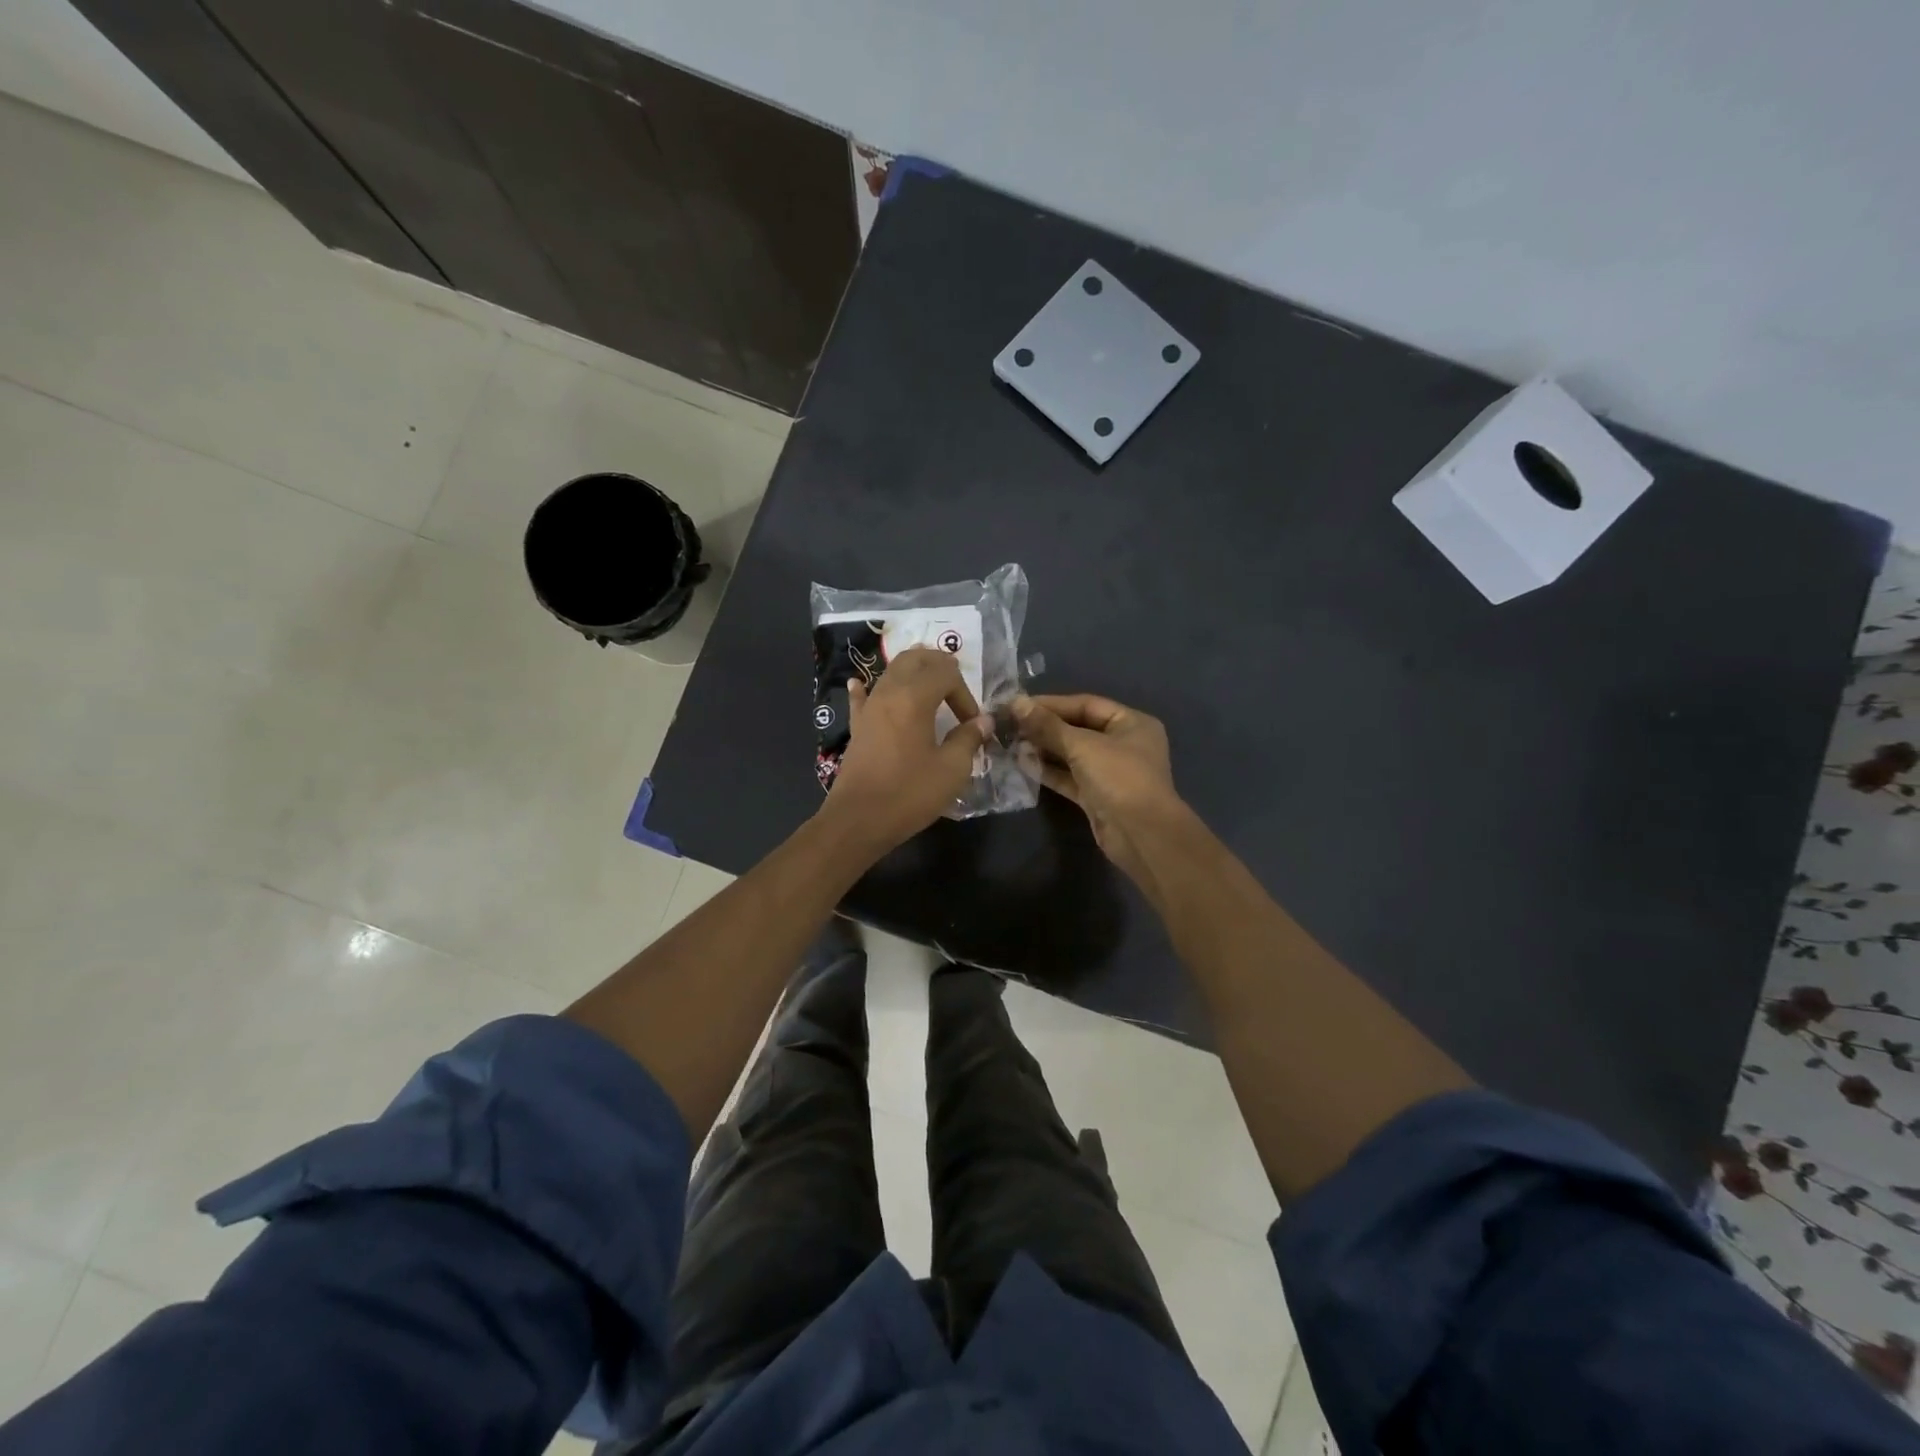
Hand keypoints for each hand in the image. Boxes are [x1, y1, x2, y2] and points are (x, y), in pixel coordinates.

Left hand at [823, 647, 992, 854]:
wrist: (859, 820)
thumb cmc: (909, 793)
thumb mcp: (951, 769)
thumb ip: (969, 739)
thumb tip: (984, 721)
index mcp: (914, 698)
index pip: (945, 672)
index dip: (965, 692)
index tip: (971, 723)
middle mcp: (889, 693)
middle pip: (914, 658)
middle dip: (938, 665)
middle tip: (956, 686)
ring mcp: (868, 708)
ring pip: (890, 672)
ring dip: (912, 673)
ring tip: (929, 686)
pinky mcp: (857, 726)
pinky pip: (861, 698)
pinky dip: (867, 688)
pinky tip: (860, 684)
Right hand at [1012, 693, 1184, 878]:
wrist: (1141, 835)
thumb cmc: (1119, 778)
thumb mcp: (1083, 746)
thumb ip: (1048, 726)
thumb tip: (1017, 703)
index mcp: (1131, 723)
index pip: (1086, 704)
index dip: (1052, 703)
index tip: (1019, 704)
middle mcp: (1123, 744)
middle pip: (1078, 729)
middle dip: (1045, 727)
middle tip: (1011, 725)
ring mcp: (1110, 772)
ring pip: (1072, 755)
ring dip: (1044, 749)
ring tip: (1012, 743)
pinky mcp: (1097, 796)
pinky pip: (1070, 777)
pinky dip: (1049, 771)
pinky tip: (1023, 764)